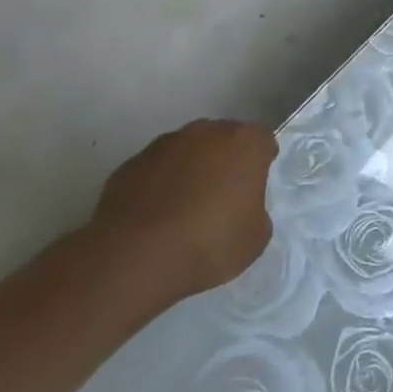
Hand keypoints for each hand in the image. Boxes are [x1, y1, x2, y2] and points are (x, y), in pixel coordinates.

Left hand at [87, 119, 275, 296]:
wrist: (135, 259)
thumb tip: (239, 207)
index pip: (263, 140)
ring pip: (186, 151)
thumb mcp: (256, 236)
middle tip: (221, 197)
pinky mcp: (129, 164)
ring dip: (189, 170)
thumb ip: (255, 209)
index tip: (254, 187)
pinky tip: (154, 218)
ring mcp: (163, 145)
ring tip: (182, 210)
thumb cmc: (210, 243)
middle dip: (224, 161)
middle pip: (223, 139)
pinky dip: (158, 186)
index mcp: (245, 143)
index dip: (261, 162)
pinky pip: (154, 170)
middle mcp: (205, 132)